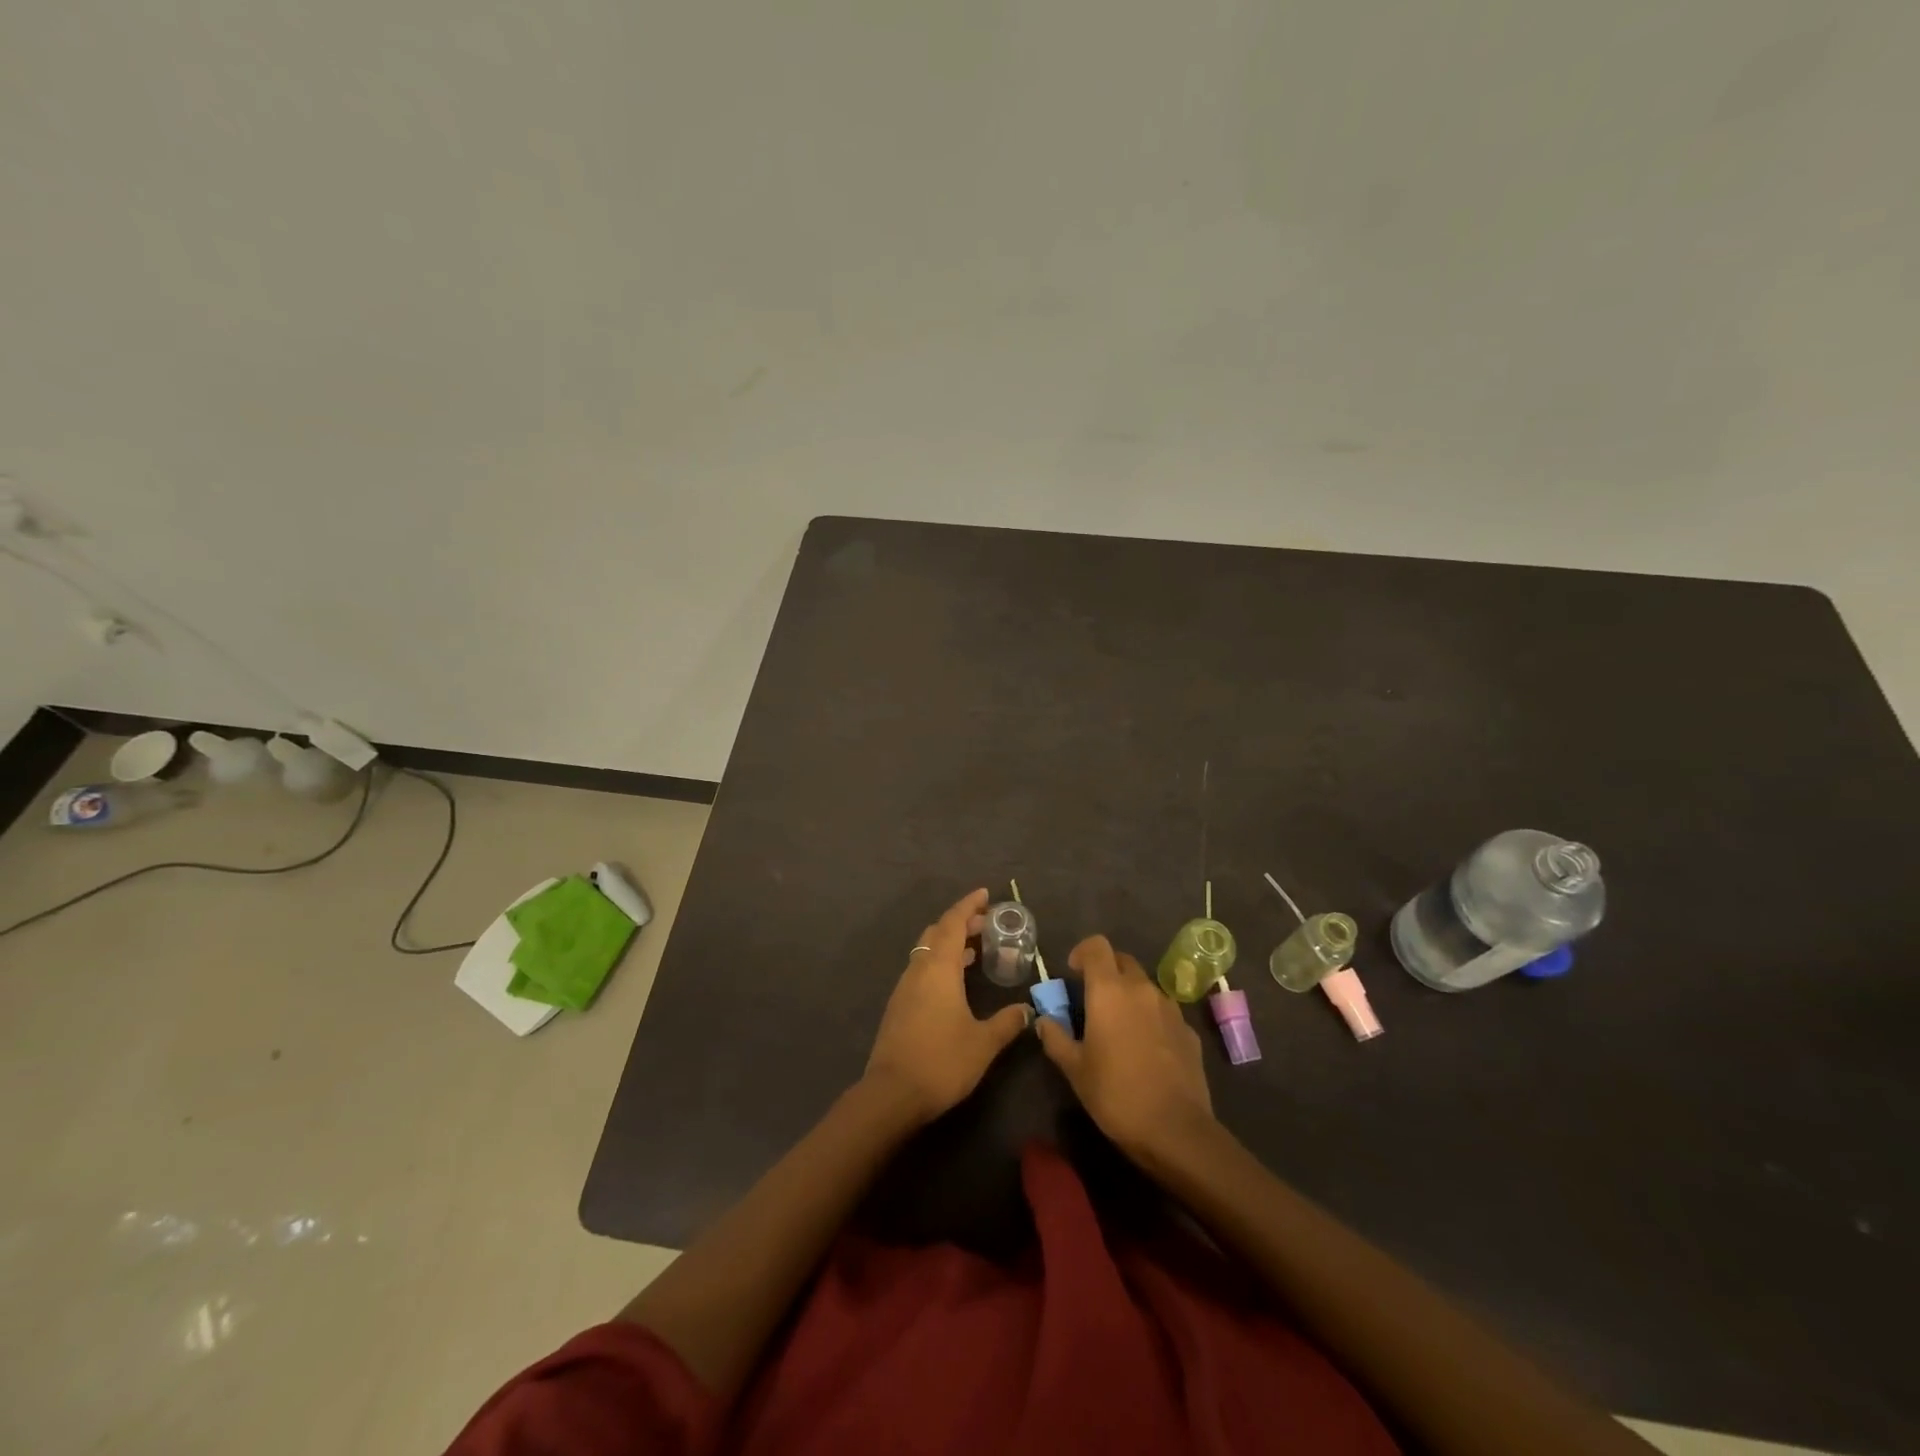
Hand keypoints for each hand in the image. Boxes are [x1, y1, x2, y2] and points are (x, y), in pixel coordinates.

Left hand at [864, 889, 1032, 1122]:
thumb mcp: (983, 1042)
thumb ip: (1007, 1022)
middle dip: (960, 923)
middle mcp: (918, 969)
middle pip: (937, 932)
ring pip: (927, 951)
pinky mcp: (899, 1006)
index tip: (985, 894)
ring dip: (949, 944)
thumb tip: (1027, 1010)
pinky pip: (921, 970)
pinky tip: (954, 982)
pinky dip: (939, 963)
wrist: (892, 1094)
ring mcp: (905, 988)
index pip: (953, 923)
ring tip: (974, 950)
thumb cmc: (942, 1061)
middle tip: (985, 923)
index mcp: (939, 968)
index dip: (968, 906)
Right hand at [1036, 934, 1215, 1161]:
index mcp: (1110, 991)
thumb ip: (1055, 1038)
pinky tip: (1145, 1049)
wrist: (1176, 1130)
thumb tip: (1043, 1021)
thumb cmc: (1115, 1094)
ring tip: (1118, 1026)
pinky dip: (1150, 1017)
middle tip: (1092, 999)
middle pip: (1122, 961)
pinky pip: (1163, 1011)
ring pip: (1145, 986)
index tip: (1073, 972)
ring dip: (1129, 995)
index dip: (1082, 952)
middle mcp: (1142, 989)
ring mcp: (1170, 1008)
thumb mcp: (1075, 1070)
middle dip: (1106, 971)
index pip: (1097, 946)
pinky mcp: (1188, 1031)